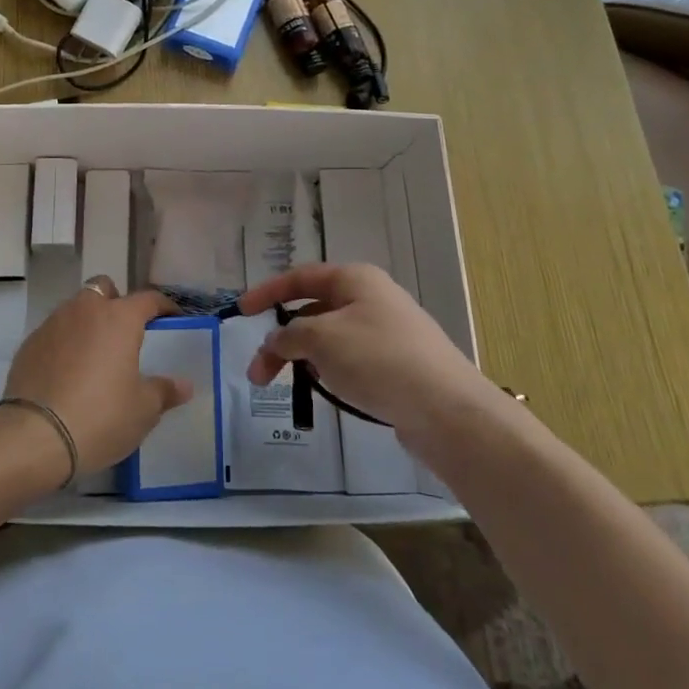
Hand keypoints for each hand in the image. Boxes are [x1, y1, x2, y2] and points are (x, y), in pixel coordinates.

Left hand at [2, 277, 187, 477]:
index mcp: (119, 319)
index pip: (148, 299)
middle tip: (125, 333)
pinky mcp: (29, 344)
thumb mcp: (143, 410)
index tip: (172, 318)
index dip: (163, 306)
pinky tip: (67, 372)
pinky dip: (64, 343)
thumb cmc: (100, 417)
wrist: (34, 437)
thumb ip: (164, 391)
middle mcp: (85, 310)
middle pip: (104, 289)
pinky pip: (54, 332)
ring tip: (95, 354)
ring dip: (88, 321)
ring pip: (75, 308)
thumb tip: (184, 385)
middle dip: (116, 302)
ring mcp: (53, 324)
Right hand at [238, 263, 487, 436]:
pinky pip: (350, 360)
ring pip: (330, 338)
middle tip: (258, 373)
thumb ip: (288, 335)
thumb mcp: (321, 339)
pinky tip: (326, 391)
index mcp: (355, 280)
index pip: (300, 277)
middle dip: (281, 339)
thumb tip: (275, 342)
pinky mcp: (396, 365)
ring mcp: (387, 333)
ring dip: (304, 357)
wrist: (447, 410)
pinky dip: (329, 371)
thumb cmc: (378, 360)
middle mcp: (371, 299)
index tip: (240, 313)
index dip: (267, 292)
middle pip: (312, 311)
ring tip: (289, 385)